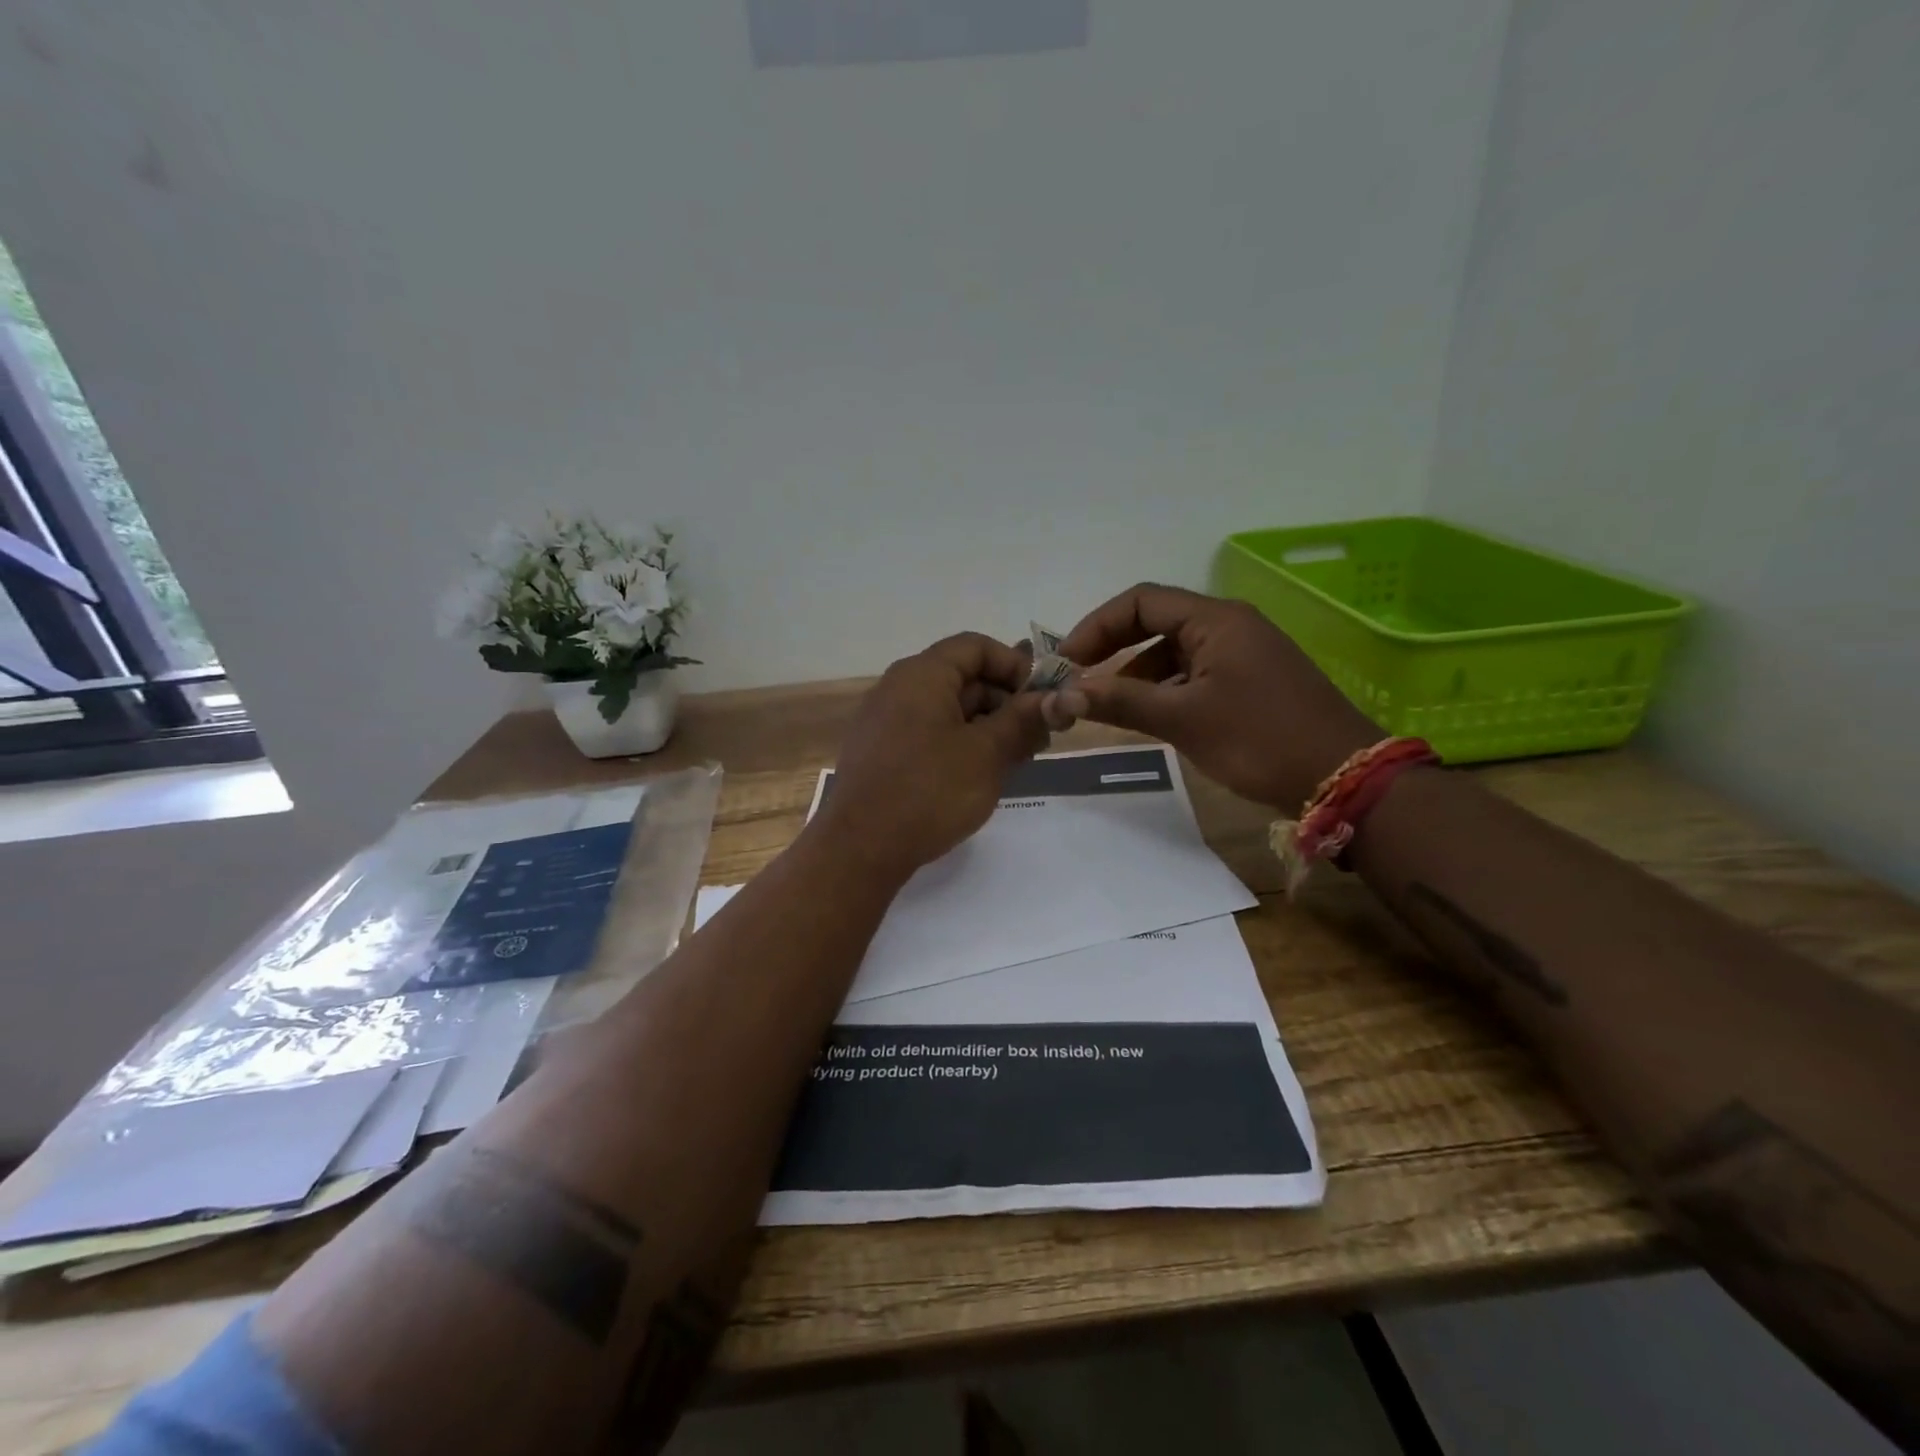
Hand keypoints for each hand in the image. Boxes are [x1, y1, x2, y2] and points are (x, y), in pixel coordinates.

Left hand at [815, 632, 1049, 876]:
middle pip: (963, 677)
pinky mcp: (881, 753)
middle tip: (1038, 738)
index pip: (975, 646)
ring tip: (1016, 761)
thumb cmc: (929, 791)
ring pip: (948, 709)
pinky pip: (928, 733)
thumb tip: (1053, 698)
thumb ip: (1023, 719)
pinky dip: (960, 744)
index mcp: (921, 675)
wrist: (860, 848)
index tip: (1042, 700)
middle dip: (1005, 702)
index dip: (1014, 666)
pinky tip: (980, 775)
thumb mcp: (987, 754)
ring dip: (987, 727)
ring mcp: (885, 722)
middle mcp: (898, 688)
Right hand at [1046, 584, 1379, 809]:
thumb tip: (1063, 694)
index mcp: (1215, 620)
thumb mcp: (1184, 719)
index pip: (1140, 602)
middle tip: (1076, 680)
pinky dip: (1163, 688)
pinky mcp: (1249, 680)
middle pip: (1155, 621)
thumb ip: (1121, 701)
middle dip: (1111, 648)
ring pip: (1172, 651)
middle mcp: (1228, 625)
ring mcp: (1242, 653)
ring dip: (1135, 673)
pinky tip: (1147, 715)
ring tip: (1105, 704)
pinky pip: (1193, 672)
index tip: (1065, 662)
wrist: (1343, 778)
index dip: (1096, 626)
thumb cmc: (1260, 739)